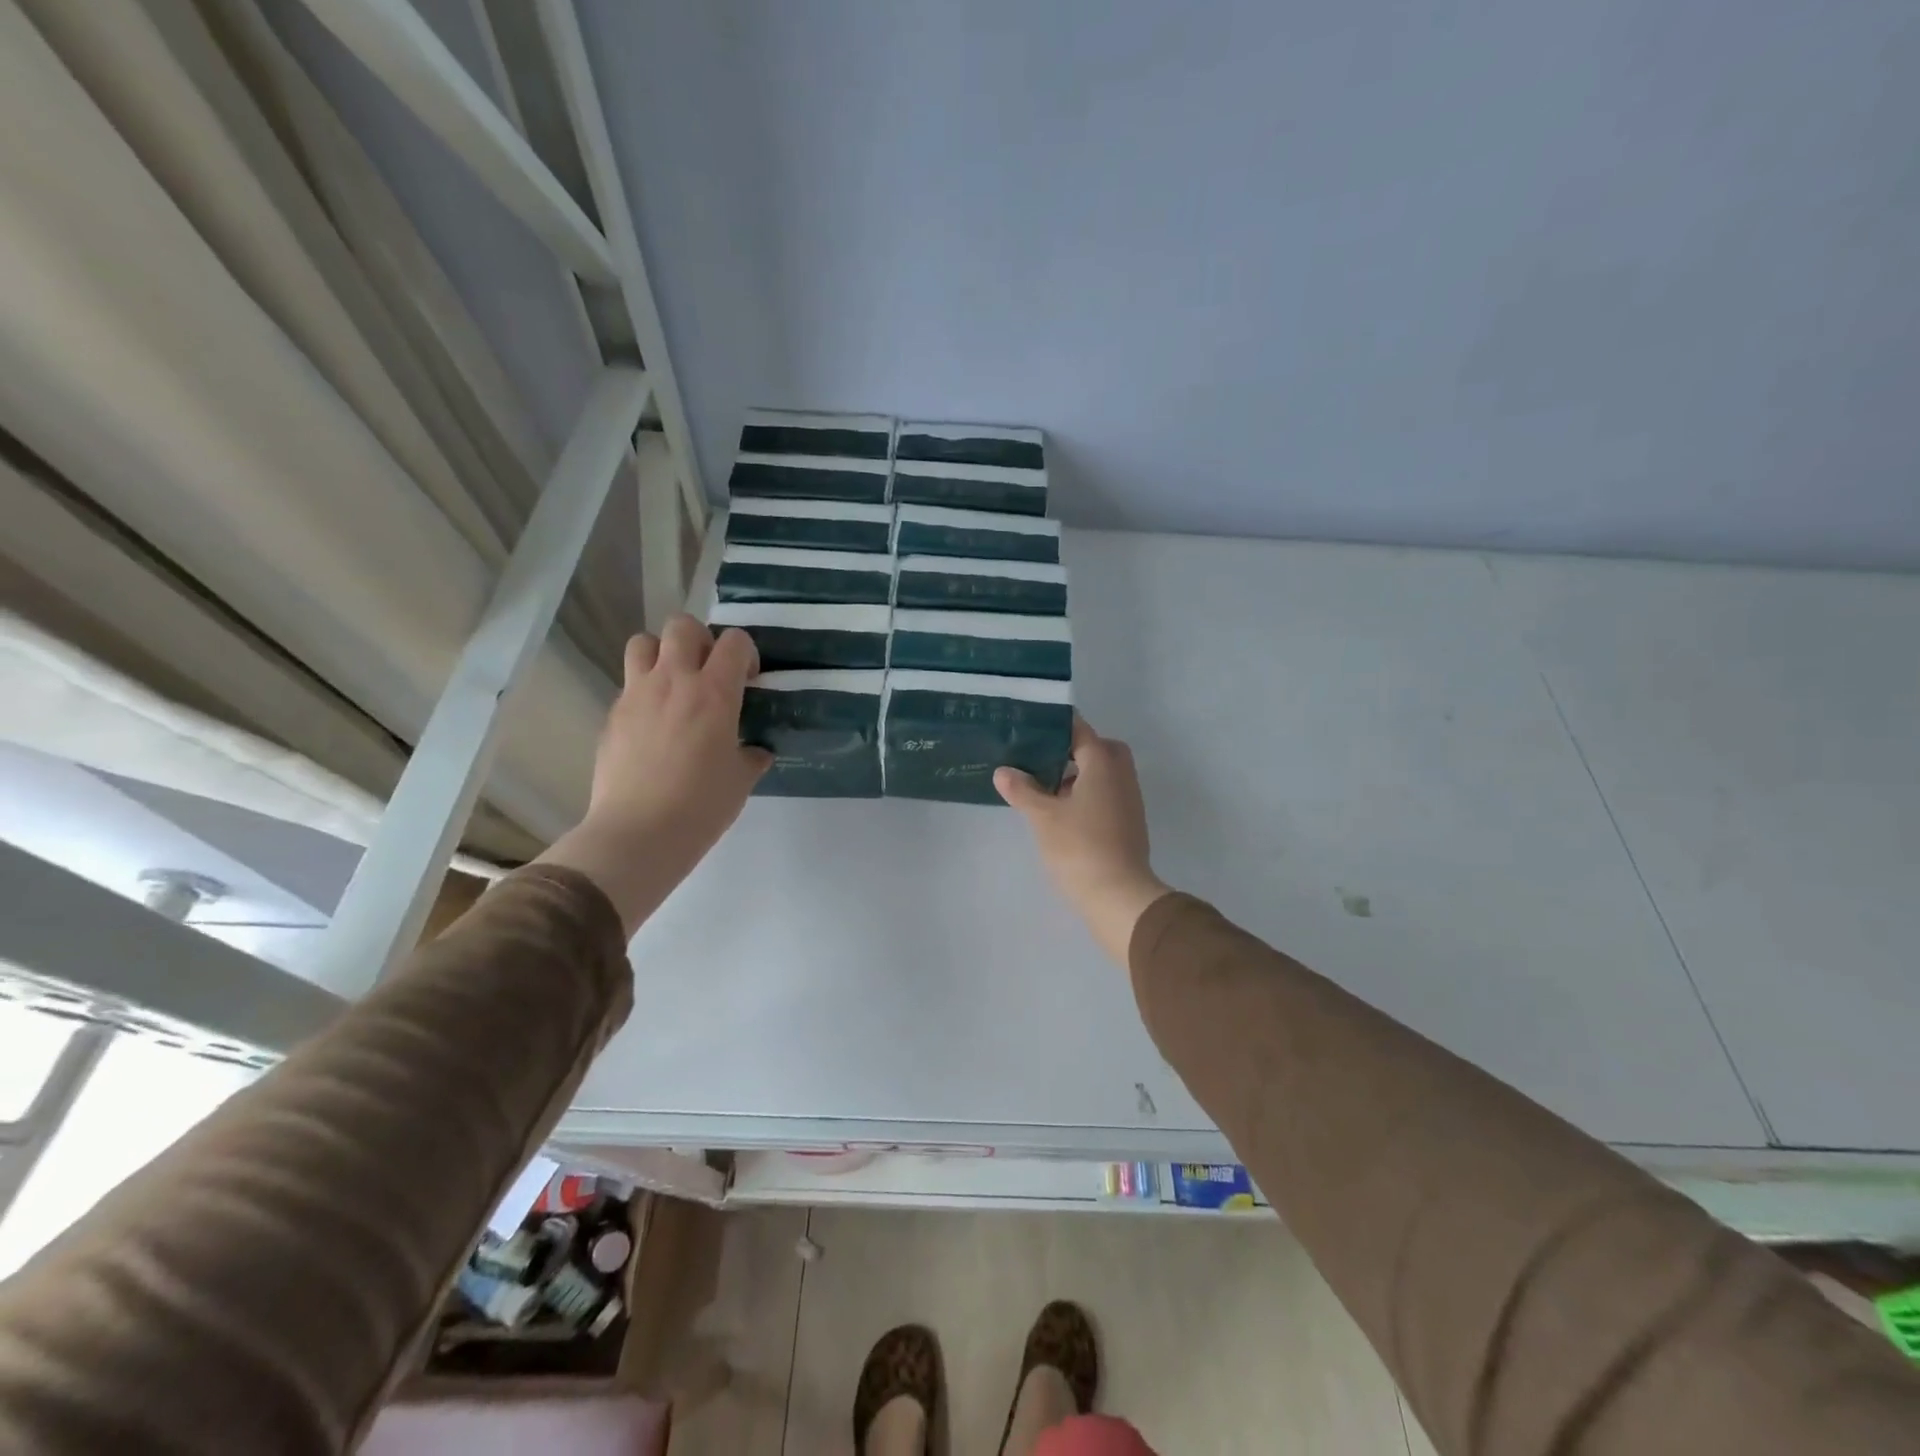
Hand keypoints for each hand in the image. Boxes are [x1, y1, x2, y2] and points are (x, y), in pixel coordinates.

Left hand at [539, 616, 771, 932]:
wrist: (639, 833)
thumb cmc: (702, 806)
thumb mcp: (741, 781)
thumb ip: (751, 756)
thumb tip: (755, 752)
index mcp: (715, 692)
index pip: (734, 641)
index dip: (746, 653)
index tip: (748, 680)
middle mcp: (674, 681)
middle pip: (682, 626)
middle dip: (701, 640)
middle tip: (709, 673)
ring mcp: (637, 695)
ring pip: (643, 642)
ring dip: (662, 654)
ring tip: (674, 685)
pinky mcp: (612, 716)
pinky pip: (629, 685)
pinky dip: (644, 692)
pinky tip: (654, 726)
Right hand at [995, 718, 1171, 965]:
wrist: (1118, 896)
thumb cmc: (1079, 847)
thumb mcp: (1042, 816)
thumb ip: (1022, 790)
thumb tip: (1003, 771)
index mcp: (1103, 763)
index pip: (1080, 730)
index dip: (1054, 726)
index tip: (1029, 726)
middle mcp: (1121, 775)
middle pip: (1097, 749)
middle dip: (1071, 750)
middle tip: (1041, 760)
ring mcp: (1129, 800)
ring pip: (1103, 774)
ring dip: (1077, 775)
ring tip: (1044, 788)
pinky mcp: (1129, 824)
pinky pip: (1106, 795)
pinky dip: (1086, 795)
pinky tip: (1062, 813)